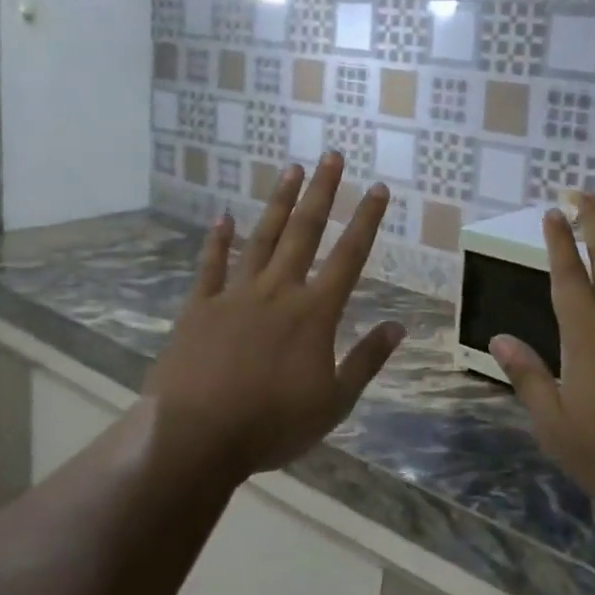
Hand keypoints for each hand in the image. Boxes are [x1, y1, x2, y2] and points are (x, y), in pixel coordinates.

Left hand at [145, 153, 404, 480]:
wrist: (196, 438)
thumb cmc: (272, 424)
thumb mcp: (334, 402)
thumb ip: (367, 360)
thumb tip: (399, 326)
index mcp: (314, 312)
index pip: (349, 255)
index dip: (366, 219)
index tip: (377, 188)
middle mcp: (278, 290)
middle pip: (305, 231)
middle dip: (321, 192)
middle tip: (331, 156)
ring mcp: (235, 294)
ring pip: (262, 238)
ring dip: (279, 203)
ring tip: (291, 170)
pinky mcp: (199, 307)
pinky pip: (211, 266)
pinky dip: (217, 241)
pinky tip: (222, 217)